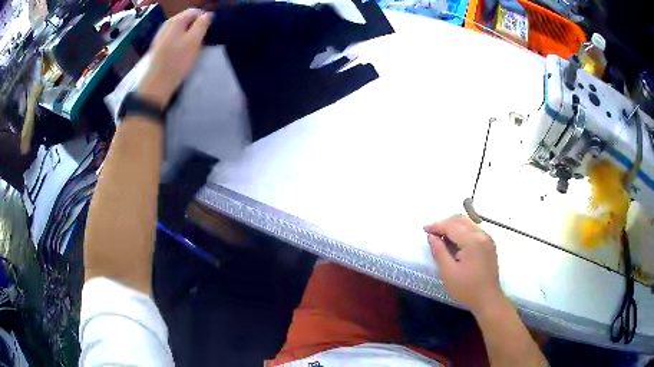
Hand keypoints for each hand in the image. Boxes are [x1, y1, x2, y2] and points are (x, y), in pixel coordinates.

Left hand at [137, 8, 212, 108]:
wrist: (157, 83)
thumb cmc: (177, 60)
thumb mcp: (195, 40)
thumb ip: (203, 24)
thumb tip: (208, 15)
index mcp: (176, 20)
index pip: (195, 11)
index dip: (204, 19)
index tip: (209, 31)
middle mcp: (167, 25)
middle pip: (187, 20)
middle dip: (196, 28)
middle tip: (201, 41)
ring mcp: (161, 36)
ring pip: (181, 30)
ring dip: (189, 36)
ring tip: (192, 49)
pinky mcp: (159, 48)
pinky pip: (174, 39)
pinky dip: (180, 43)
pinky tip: (182, 54)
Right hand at [424, 214, 503, 314]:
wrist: (488, 299)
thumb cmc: (466, 288)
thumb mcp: (448, 272)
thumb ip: (439, 251)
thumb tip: (431, 236)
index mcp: (472, 241)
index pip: (451, 226)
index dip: (436, 226)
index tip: (424, 229)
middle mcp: (481, 234)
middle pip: (460, 220)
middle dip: (445, 223)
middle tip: (432, 233)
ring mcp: (487, 238)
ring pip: (467, 223)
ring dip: (453, 226)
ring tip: (441, 237)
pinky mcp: (489, 244)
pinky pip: (473, 230)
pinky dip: (462, 231)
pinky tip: (455, 242)